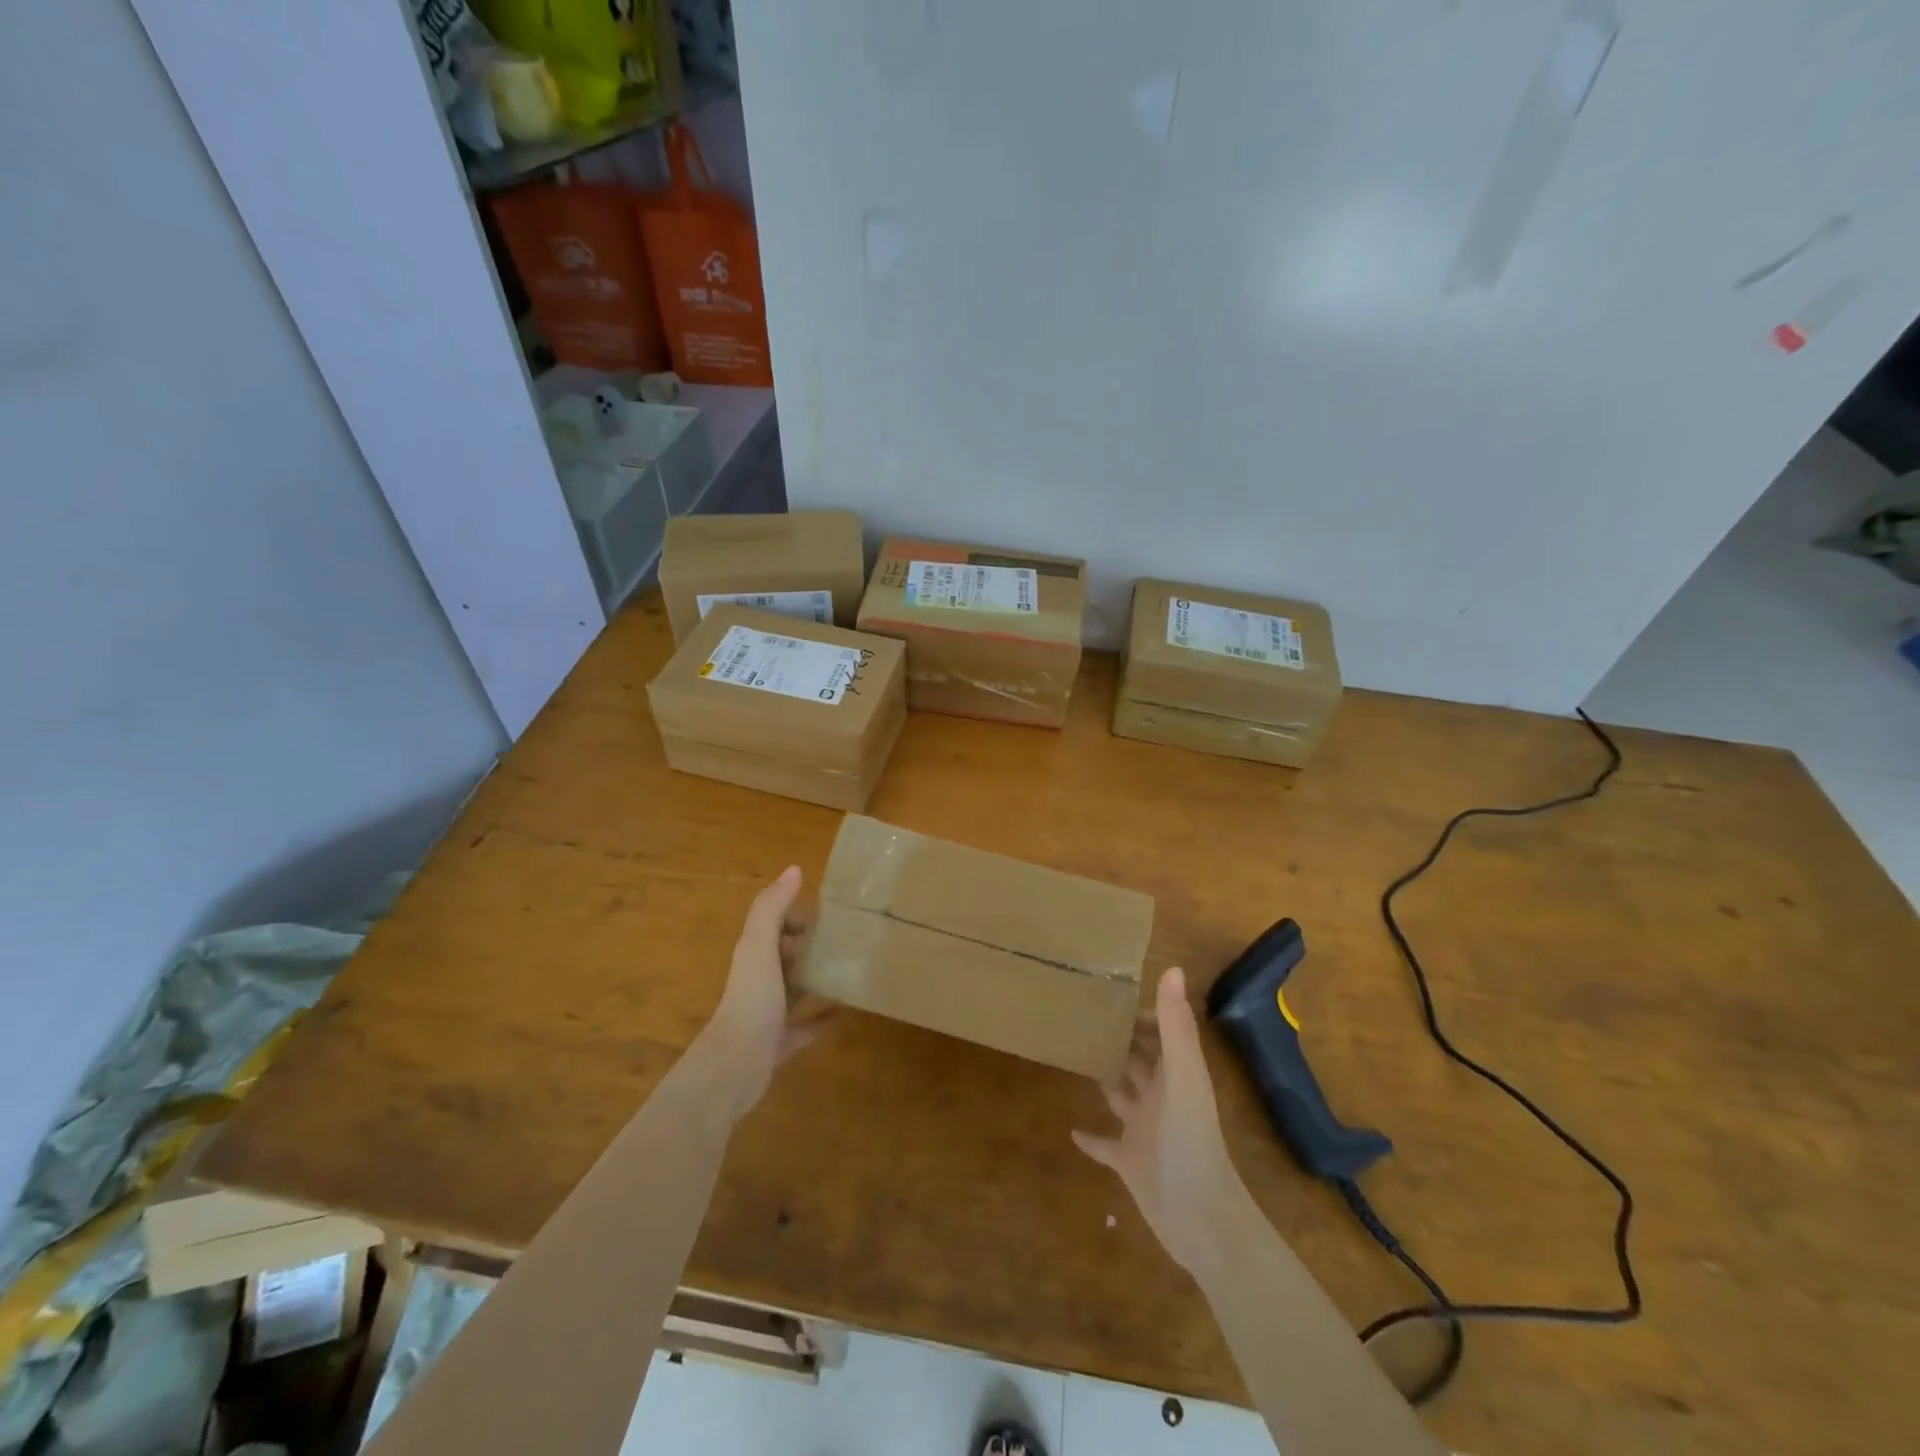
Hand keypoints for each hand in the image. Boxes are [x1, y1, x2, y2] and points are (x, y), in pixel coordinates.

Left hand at [696, 866, 827, 1121]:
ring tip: (851, 967)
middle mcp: (759, 981)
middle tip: (848, 937)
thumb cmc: (751, 998)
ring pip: (795, 989)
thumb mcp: (759, 946)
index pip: (774, 925)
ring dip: (816, 978)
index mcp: (753, 955)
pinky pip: (808, 1026)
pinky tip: (850, 1011)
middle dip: (809, 944)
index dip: (795, 916)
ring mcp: (769, 1014)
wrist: (735, 1065)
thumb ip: (772, 907)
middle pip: (785, 956)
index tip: (829, 913)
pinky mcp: (781, 1043)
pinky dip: (826, 1018)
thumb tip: (794, 868)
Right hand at [1073, 968, 1244, 1279]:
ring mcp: (1145, 1130)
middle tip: (1084, 1016)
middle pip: (1141, 1060)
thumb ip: (1175, 1026)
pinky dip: (1091, 1137)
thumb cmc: (1190, 1140)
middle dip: (1121, 1039)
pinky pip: (1106, 1144)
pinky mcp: (1129, 1162)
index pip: (1162, 1033)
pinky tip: (1071, 1129)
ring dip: (1106, 1078)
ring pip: (1122, 1095)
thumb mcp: (1183, 1076)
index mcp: (1177, 1075)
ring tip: (1075, 1054)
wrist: (1199, 1218)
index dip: (1144, 1014)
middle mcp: (1161, 1097)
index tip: (1112, 994)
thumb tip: (1172, 968)